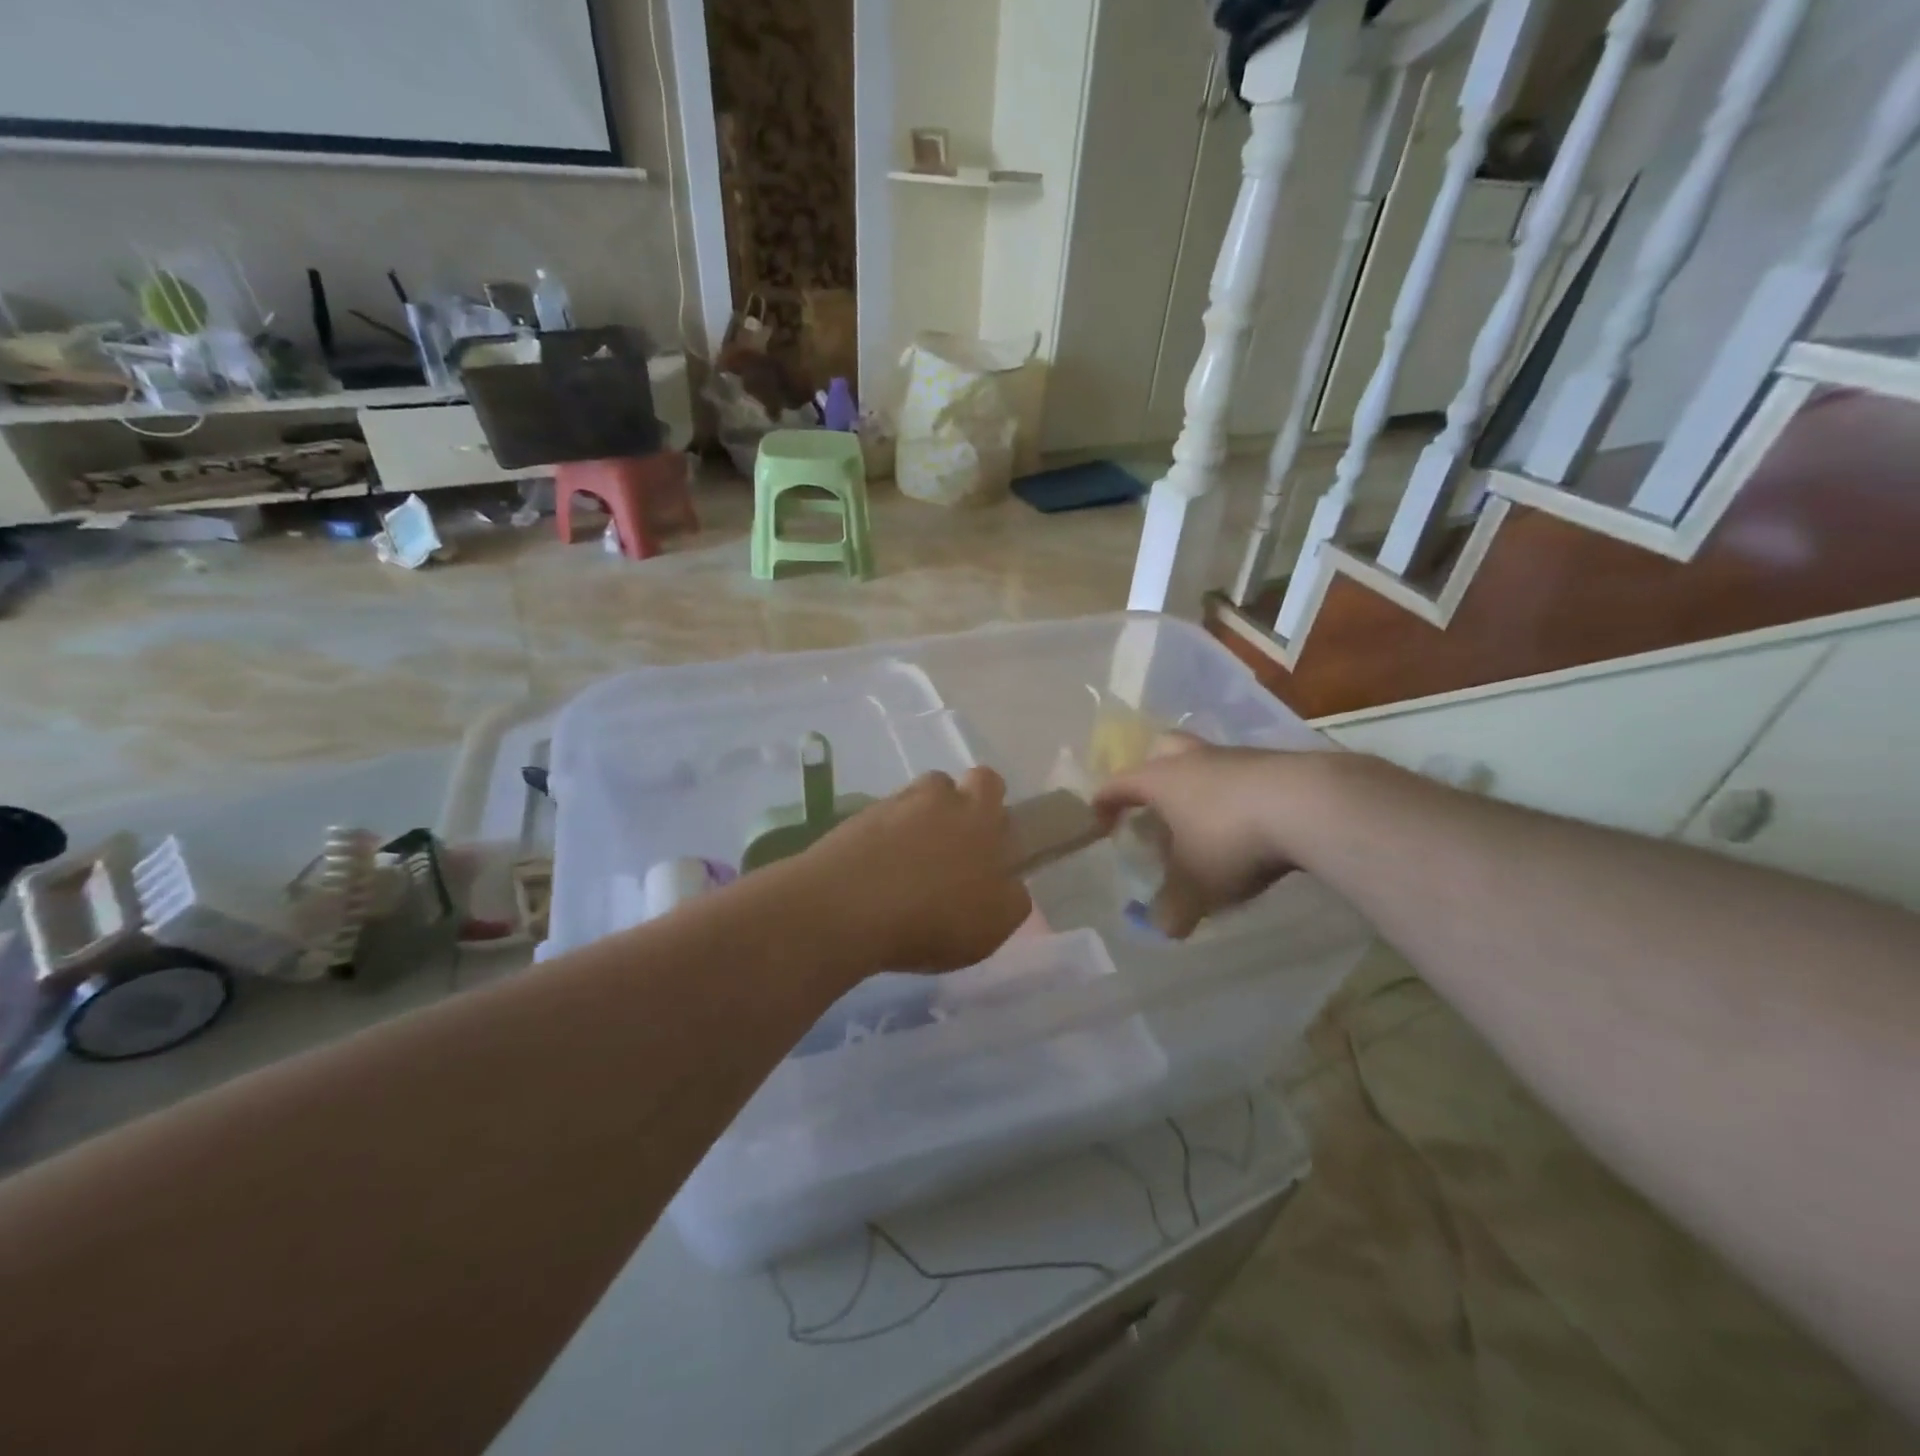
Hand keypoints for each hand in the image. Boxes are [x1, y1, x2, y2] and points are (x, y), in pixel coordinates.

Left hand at [799, 768, 1032, 971]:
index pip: (991, 783)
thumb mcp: (994, 925)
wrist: (844, 910)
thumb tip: (1009, 885)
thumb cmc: (934, 917)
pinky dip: (880, 846)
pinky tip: (877, 881)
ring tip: (906, 870)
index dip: (990, 804)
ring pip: (909, 804)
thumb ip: (1011, 898)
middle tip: (946, 855)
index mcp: (978, 814)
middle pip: (946, 786)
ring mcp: (889, 806)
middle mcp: (935, 798)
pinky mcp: (852, 822)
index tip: (986, 841)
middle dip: (950, 810)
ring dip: (913, 826)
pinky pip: (876, 826)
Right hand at [1092, 733, 1305, 937]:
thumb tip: (1163, 928)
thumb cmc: (1230, 839)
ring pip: (1207, 762)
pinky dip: (1239, 796)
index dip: (1104, 803)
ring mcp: (1237, 756)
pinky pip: (1245, 775)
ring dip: (1201, 786)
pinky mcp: (1277, 763)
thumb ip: (1173, 908)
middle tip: (1155, 804)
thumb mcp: (1196, 885)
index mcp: (1161, 779)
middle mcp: (1194, 759)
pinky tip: (1251, 825)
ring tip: (1207, 824)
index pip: (1118, 784)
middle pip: (1162, 750)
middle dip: (1153, 772)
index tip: (1101, 824)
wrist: (1308, 804)